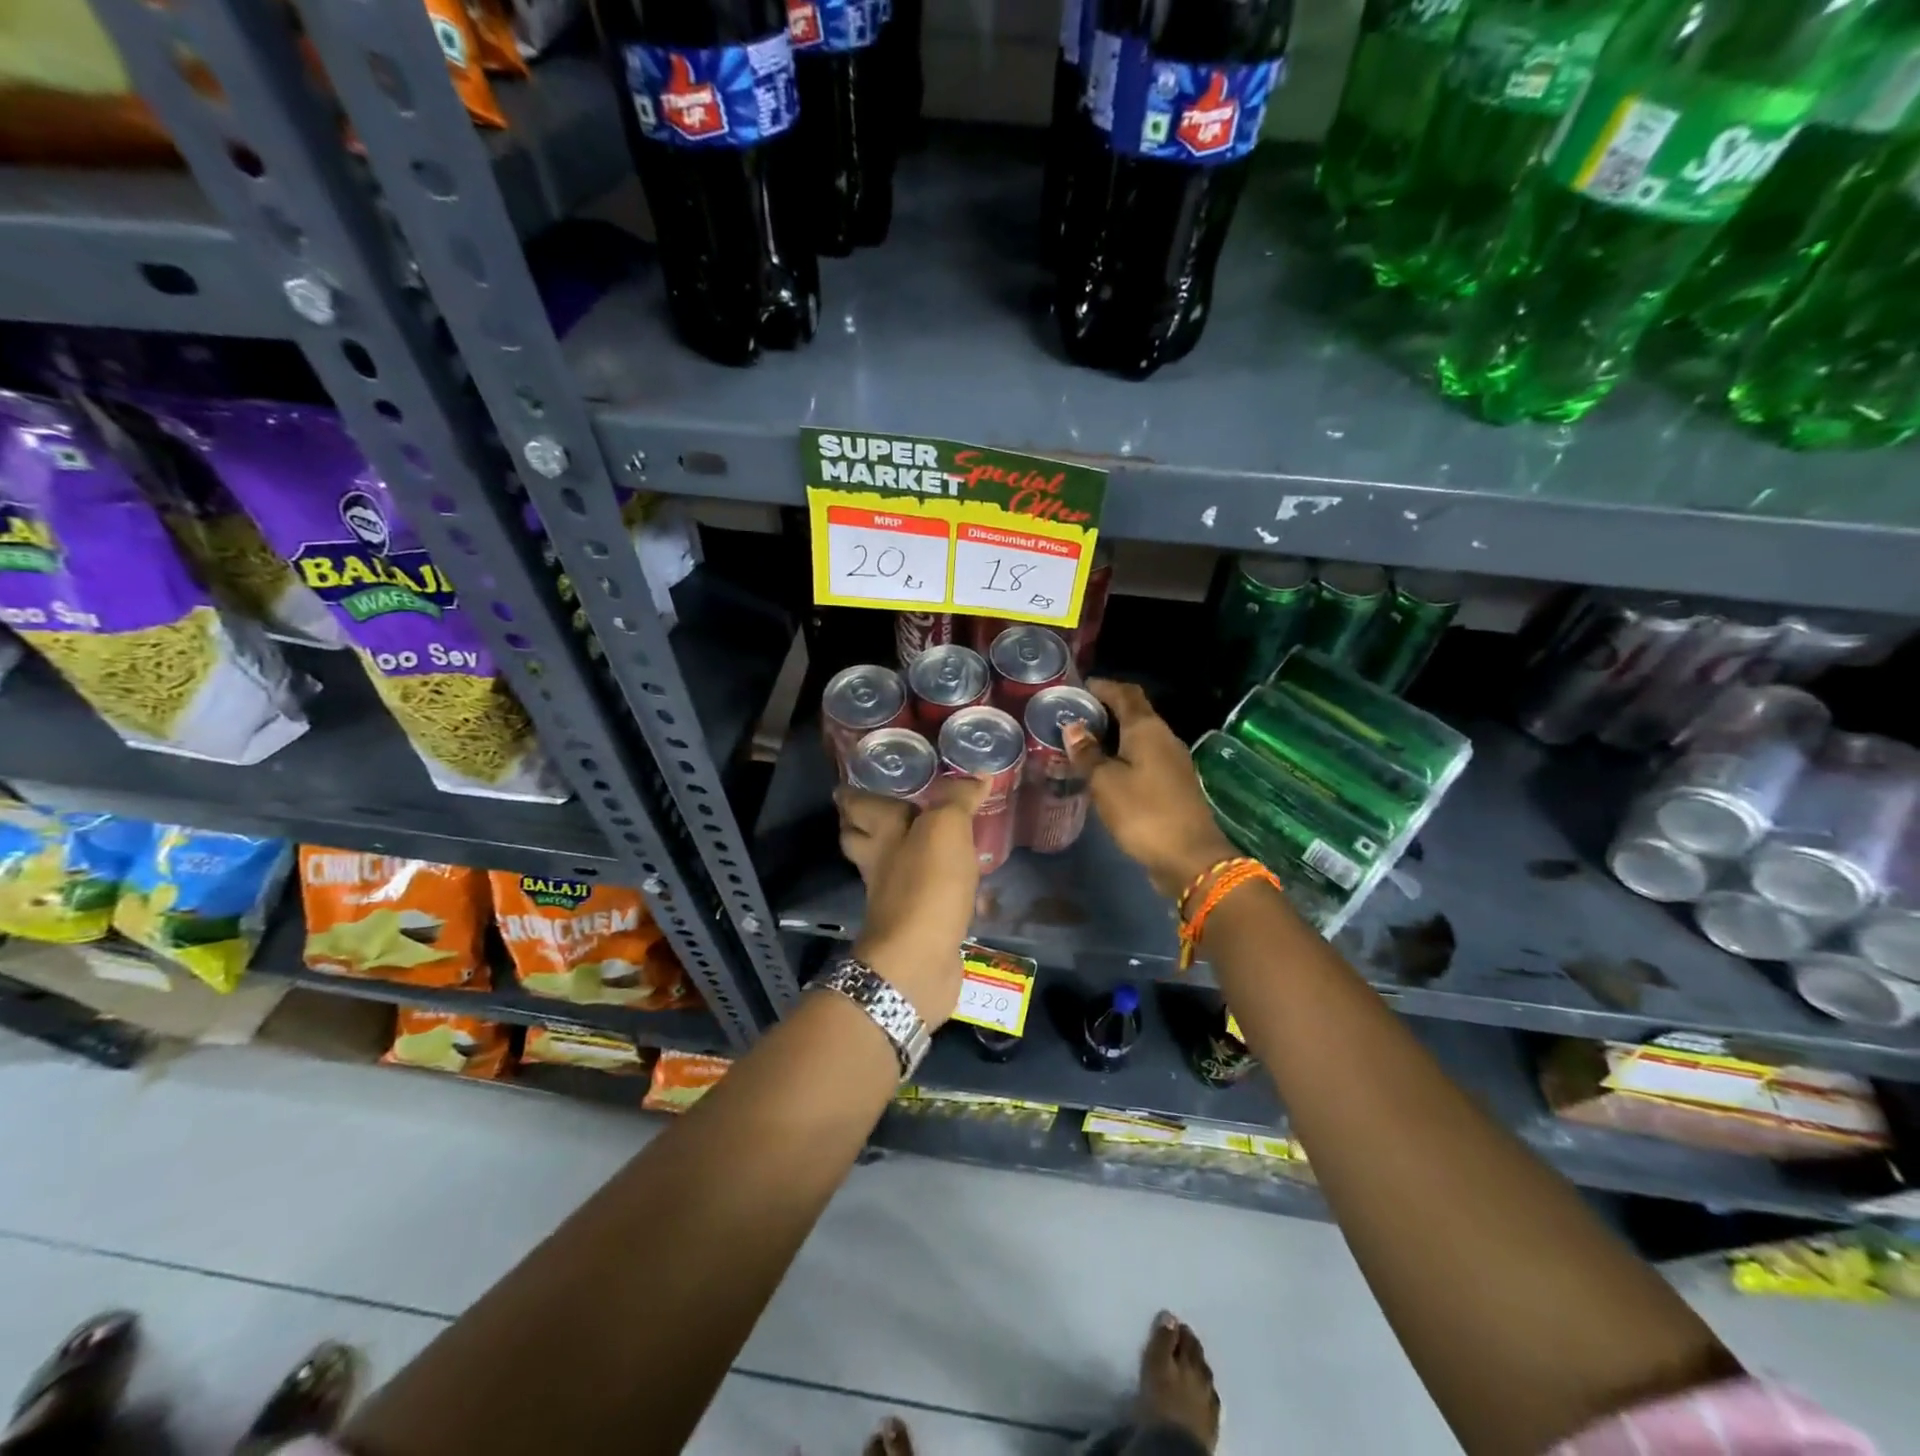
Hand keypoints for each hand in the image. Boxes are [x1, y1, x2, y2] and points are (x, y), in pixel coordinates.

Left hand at [834, 774, 988, 1027]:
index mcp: (880, 833)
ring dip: (907, 854)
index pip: (856, 805)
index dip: (852, 792)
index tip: (855, 779)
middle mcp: (880, 863)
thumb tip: (977, 777)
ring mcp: (895, 897)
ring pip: (893, 867)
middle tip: (891, 806)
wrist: (918, 963)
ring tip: (936, 838)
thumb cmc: (925, 886)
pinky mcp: (917, 924)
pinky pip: (925, 897)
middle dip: (869, 824)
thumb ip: (957, 800)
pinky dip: (939, 888)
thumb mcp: (945, 829)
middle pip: (863, 838)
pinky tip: (964, 882)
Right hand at [1064, 679, 1236, 899]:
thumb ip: (1087, 754)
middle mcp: (1164, 738)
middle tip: (1074, 717)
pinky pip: (1144, 759)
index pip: (1126, 693)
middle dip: (1106, 710)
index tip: (1079, 687)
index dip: (1104, 686)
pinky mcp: (1173, 785)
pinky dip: (1123, 756)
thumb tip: (1073, 727)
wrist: (1190, 858)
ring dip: (1113, 736)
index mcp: (1147, 729)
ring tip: (1083, 743)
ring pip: (1139, 738)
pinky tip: (1104, 771)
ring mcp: (1172, 763)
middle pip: (1135, 713)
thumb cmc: (1144, 813)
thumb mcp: (1105, 782)